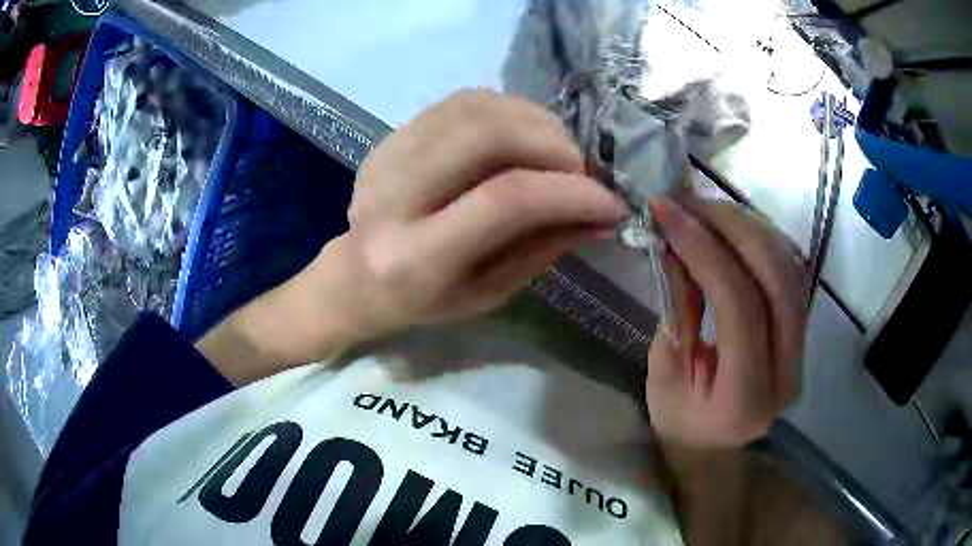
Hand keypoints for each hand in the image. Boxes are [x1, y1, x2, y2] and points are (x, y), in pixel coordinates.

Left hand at [338, 89, 625, 337]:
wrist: (357, 275)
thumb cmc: (424, 300)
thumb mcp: (488, 292)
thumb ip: (543, 247)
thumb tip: (602, 213)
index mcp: (415, 257)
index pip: (504, 201)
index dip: (569, 193)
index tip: (611, 202)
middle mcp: (393, 196)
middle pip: (487, 136)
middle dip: (553, 145)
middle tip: (580, 171)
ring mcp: (387, 156)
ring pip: (476, 108)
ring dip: (535, 122)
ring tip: (558, 152)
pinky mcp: (391, 136)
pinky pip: (461, 101)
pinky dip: (508, 110)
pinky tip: (524, 135)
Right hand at [646, 195, 808, 448]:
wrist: (715, 442)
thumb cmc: (681, 419)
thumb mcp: (663, 373)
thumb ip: (678, 310)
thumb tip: (678, 247)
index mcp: (747, 397)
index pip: (740, 308)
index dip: (706, 251)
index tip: (668, 213)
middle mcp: (786, 371)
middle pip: (777, 279)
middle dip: (733, 228)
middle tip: (689, 201)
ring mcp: (802, 349)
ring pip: (790, 268)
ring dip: (749, 227)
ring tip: (706, 208)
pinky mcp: (801, 330)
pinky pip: (790, 271)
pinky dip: (761, 239)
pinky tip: (732, 226)